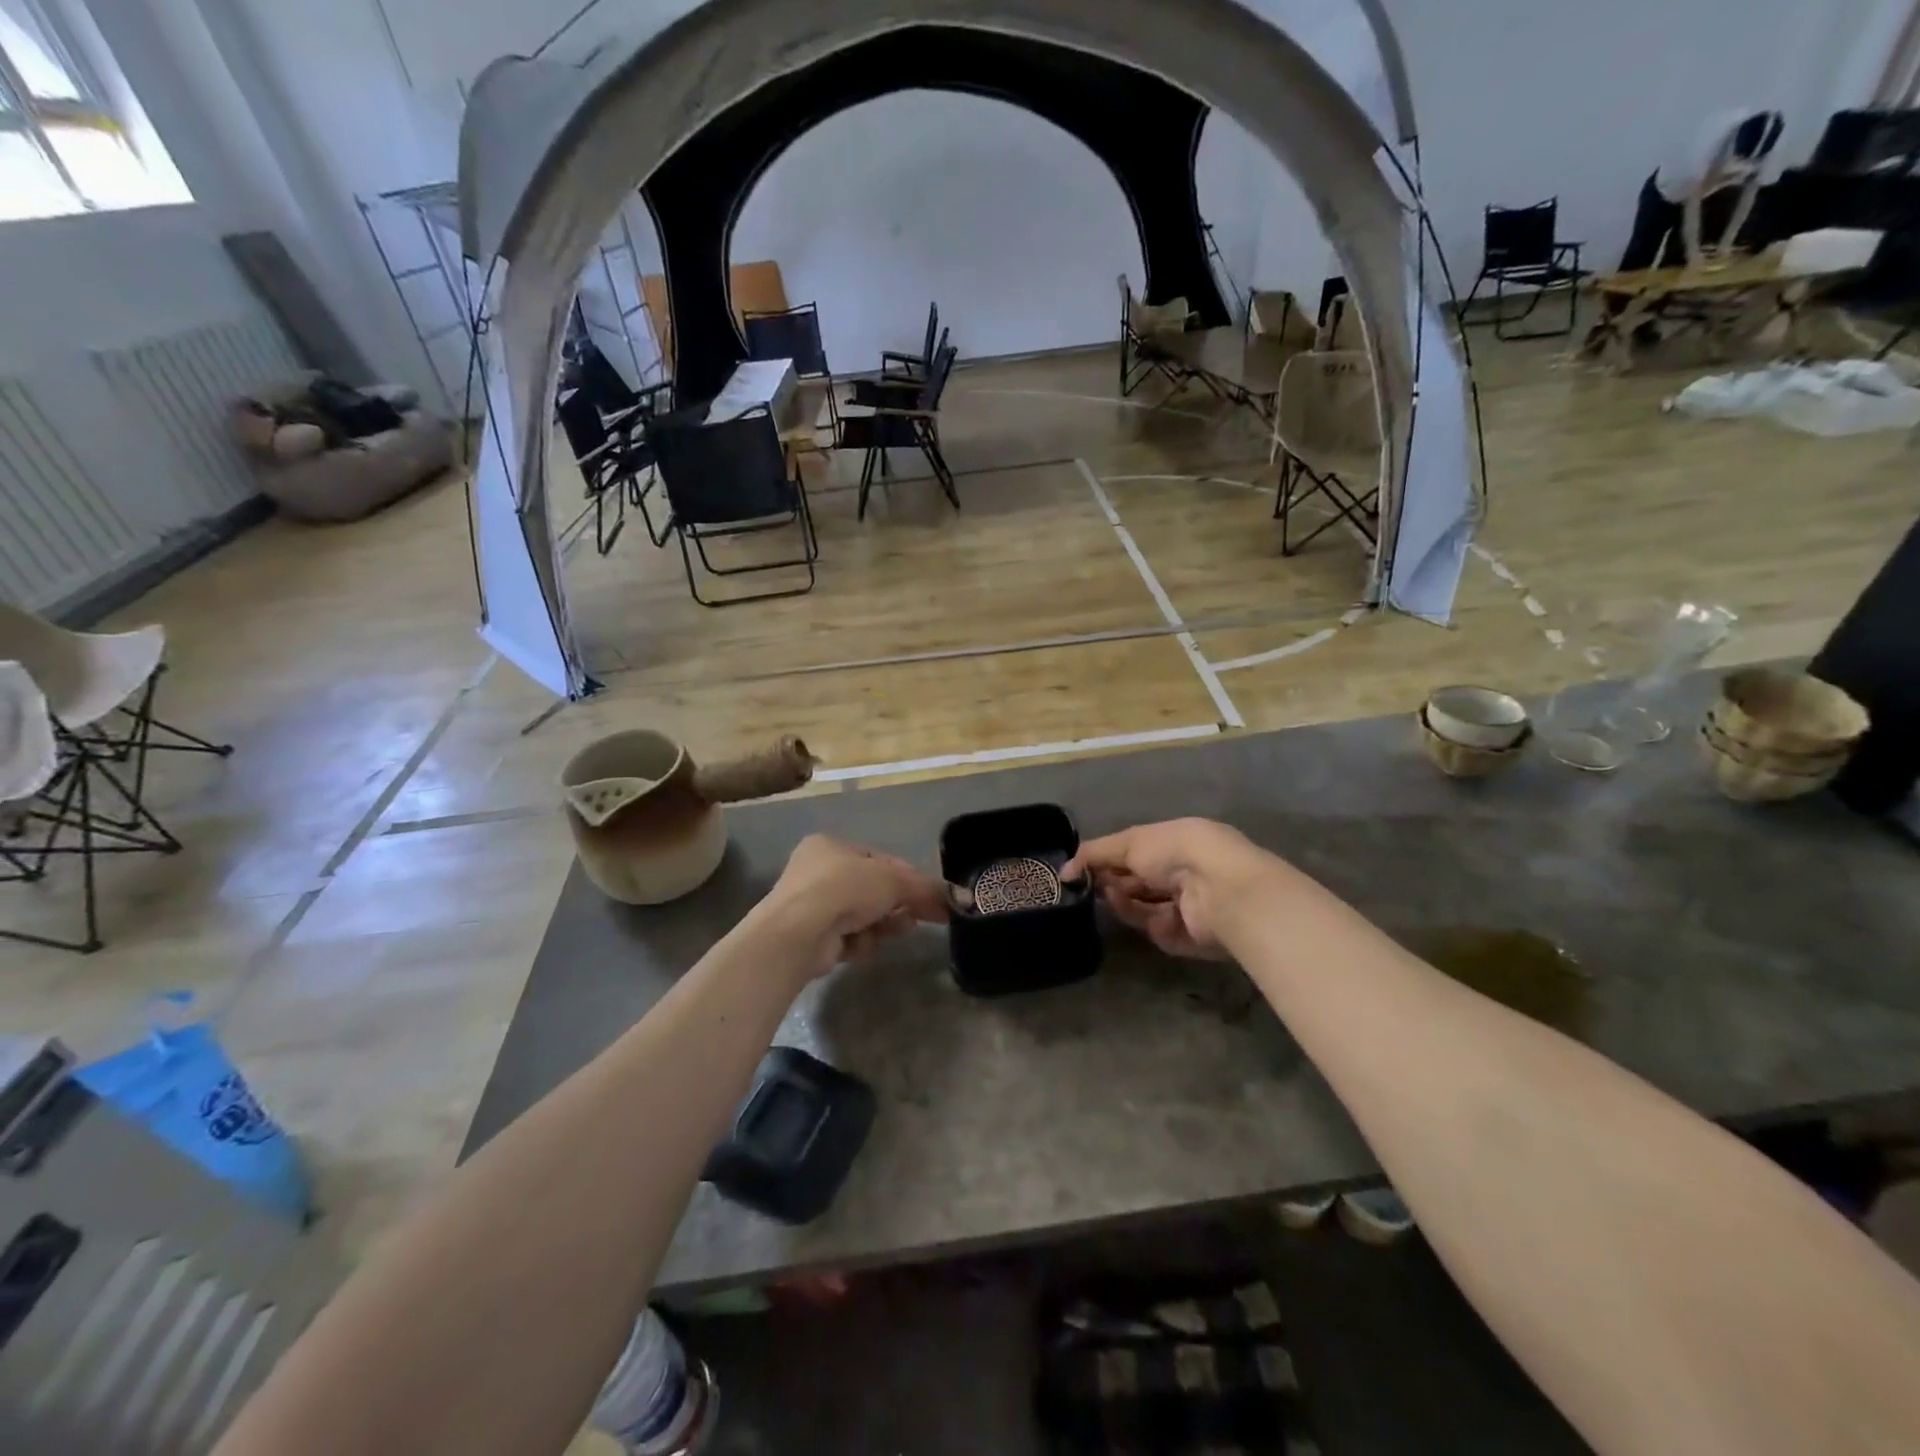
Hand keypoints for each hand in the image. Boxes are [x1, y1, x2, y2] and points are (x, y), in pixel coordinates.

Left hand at [756, 834, 947, 978]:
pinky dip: (859, 943)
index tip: (930, 896)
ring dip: (881, 925)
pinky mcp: (810, 938)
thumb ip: (927, 889)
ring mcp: (811, 906)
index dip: (907, 878)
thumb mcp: (893, 881)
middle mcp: (817, 872)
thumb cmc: (844, 888)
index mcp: (832, 846)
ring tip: (894, 930)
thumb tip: (962, 899)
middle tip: (916, 917)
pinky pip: (847, 938)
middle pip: (872, 891)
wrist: (798, 932)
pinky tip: (860, 945)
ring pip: (862, 916)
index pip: (879, 860)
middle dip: (896, 905)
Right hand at [1064, 818, 1270, 959]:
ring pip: (1143, 910)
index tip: (1081, 869)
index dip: (1107, 861)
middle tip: (1091, 886)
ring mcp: (1187, 907)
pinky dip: (1153, 924)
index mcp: (1172, 845)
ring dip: (1126, 904)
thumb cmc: (1174, 851)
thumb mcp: (1129, 842)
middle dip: (1113, 884)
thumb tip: (1063, 870)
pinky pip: (1160, 932)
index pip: (1133, 855)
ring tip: (1116, 897)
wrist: (1218, 888)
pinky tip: (1158, 917)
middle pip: (1136, 885)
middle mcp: (1181, 874)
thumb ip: (1094, 854)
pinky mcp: (1191, 937)